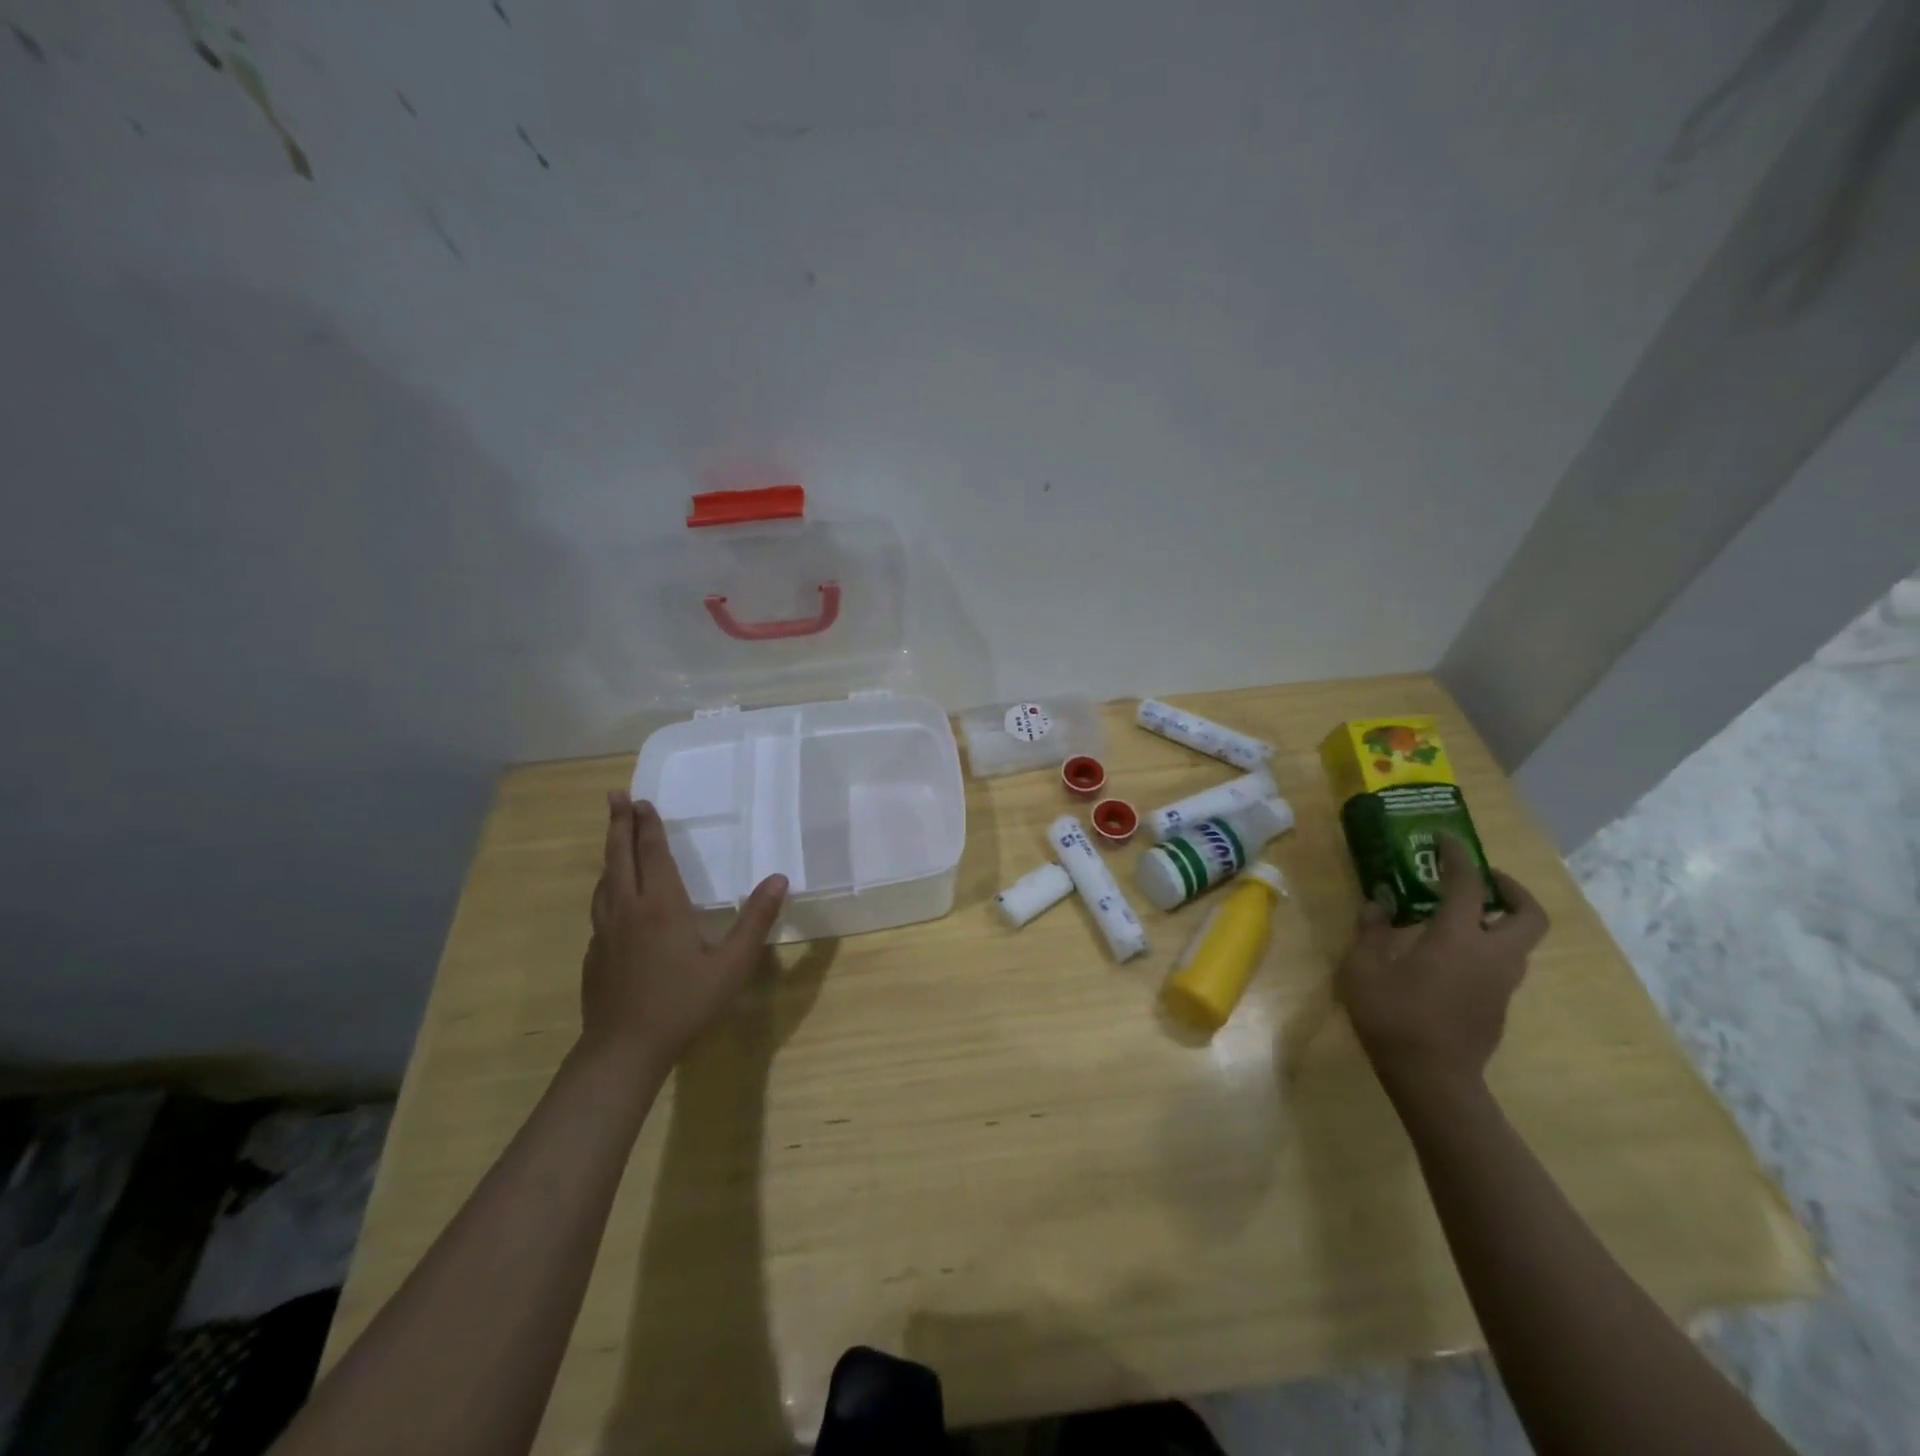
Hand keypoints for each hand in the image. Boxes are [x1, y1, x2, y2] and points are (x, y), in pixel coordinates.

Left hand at [581, 791, 787, 1069]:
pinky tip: (613, 897)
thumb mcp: (731, 964)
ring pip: (605, 880)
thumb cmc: (684, 1003)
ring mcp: (605, 931)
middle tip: (615, 795)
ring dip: (610, 853)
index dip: (647, 826)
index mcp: (661, 905)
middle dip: (618, 824)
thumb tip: (779, 879)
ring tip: (615, 838)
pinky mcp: (594, 952)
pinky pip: (600, 906)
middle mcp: (628, 909)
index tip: (640, 800)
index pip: (653, 854)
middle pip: (619, 857)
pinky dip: (607, 886)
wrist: (624, 1049)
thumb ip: (755, 920)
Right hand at [1336, 833, 1548, 1098]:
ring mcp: (1501, 983)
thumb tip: (1378, 903)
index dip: (1458, 855)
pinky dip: (1487, 945)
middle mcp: (1492, 955)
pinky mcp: (1498, 1005)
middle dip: (1510, 889)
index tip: (1445, 838)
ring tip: (1459, 914)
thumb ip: (1371, 931)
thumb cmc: (1393, 1017)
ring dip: (1499, 919)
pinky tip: (1448, 954)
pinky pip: (1502, 963)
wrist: (1433, 1079)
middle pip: (1528, 914)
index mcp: (1458, 938)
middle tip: (1479, 879)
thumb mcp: (1362, 969)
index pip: (1467, 884)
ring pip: (1519, 940)